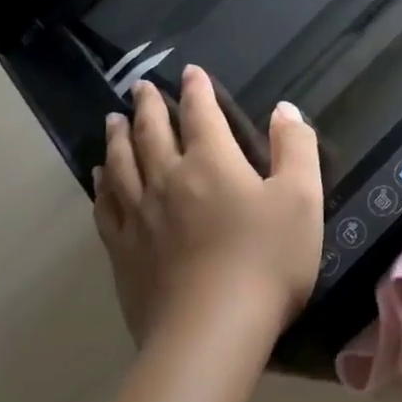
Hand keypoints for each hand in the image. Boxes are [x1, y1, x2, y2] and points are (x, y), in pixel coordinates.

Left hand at [92, 65, 323, 350]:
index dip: (198, 90)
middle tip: (141, 88)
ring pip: (122, 164)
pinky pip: (106, 206)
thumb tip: (284, 109)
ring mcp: (140, 216)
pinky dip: (102, 184)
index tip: (190, 72)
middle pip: (153, 133)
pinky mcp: (124, 251)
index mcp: (213, 163)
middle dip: (149, 106)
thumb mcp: (302, 199)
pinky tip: (99, 178)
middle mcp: (168, 179)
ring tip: (112, 120)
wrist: (213, 329)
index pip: (201, 114)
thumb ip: (295, 149)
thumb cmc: (268, 260)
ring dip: (118, 137)